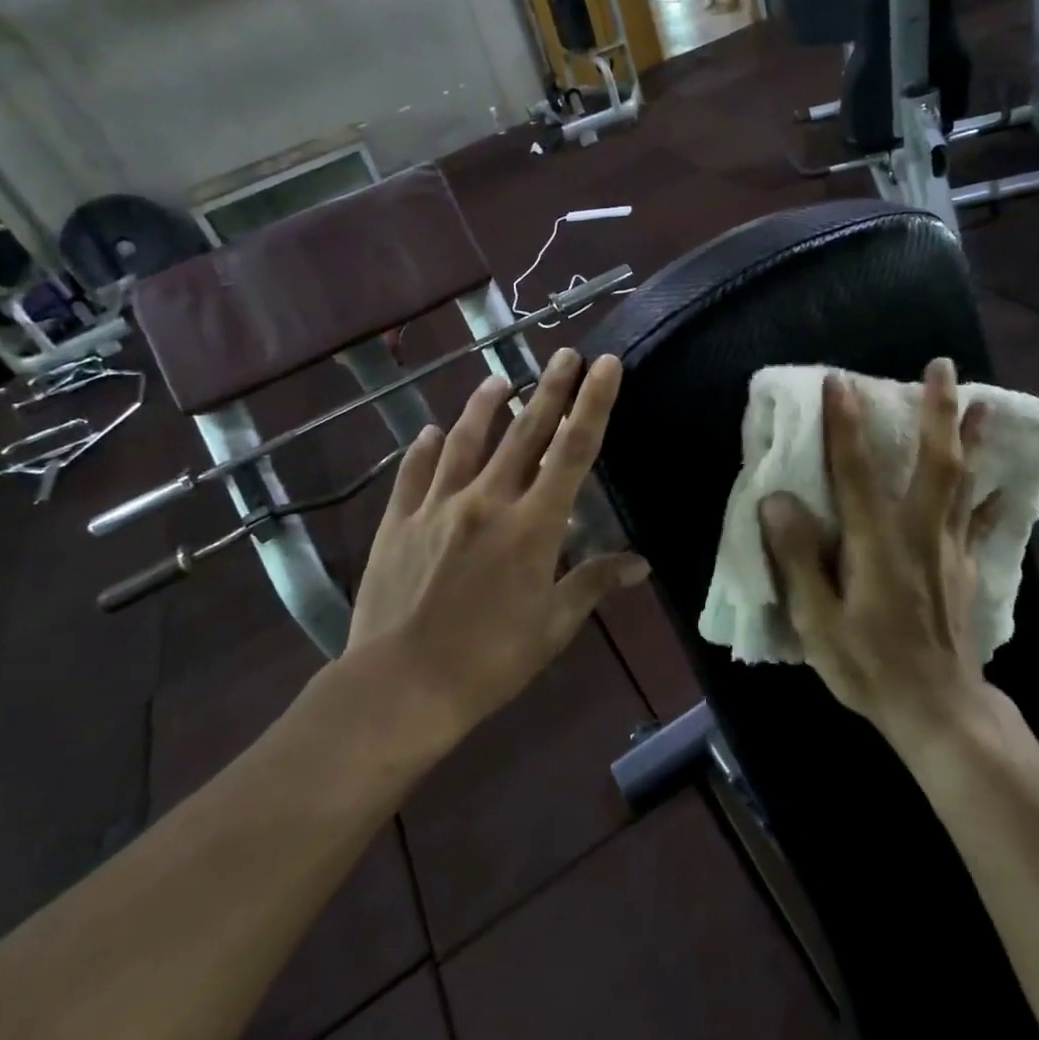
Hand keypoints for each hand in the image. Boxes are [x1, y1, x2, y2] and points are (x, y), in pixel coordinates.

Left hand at [346, 348, 648, 733]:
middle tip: (564, 353)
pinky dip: (424, 449)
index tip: (605, 364)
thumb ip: (594, 582)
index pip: (573, 450)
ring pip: (465, 441)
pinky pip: (414, 474)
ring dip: (483, 406)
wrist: (400, 686)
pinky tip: (430, 433)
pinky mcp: (398, 522)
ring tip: (496, 380)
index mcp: (533, 524)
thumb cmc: (491, 659)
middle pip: (524, 432)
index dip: (593, 403)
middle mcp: (487, 500)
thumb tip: (640, 563)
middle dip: (549, 388)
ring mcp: (437, 506)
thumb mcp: (554, 625)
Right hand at [758, 359, 1001, 745]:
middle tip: (942, 366)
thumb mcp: (817, 621)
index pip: (857, 470)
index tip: (838, 380)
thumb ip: (797, 558)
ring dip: (974, 437)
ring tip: (985, 401)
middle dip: (937, 410)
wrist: (938, 711)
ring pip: (966, 480)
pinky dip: (993, 494)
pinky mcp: (969, 568)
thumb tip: (777, 499)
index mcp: (878, 542)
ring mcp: (952, 548)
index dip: (846, 423)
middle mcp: (920, 532)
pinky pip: (983, 520)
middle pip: (935, 460)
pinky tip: (1005, 478)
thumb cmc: (868, 666)